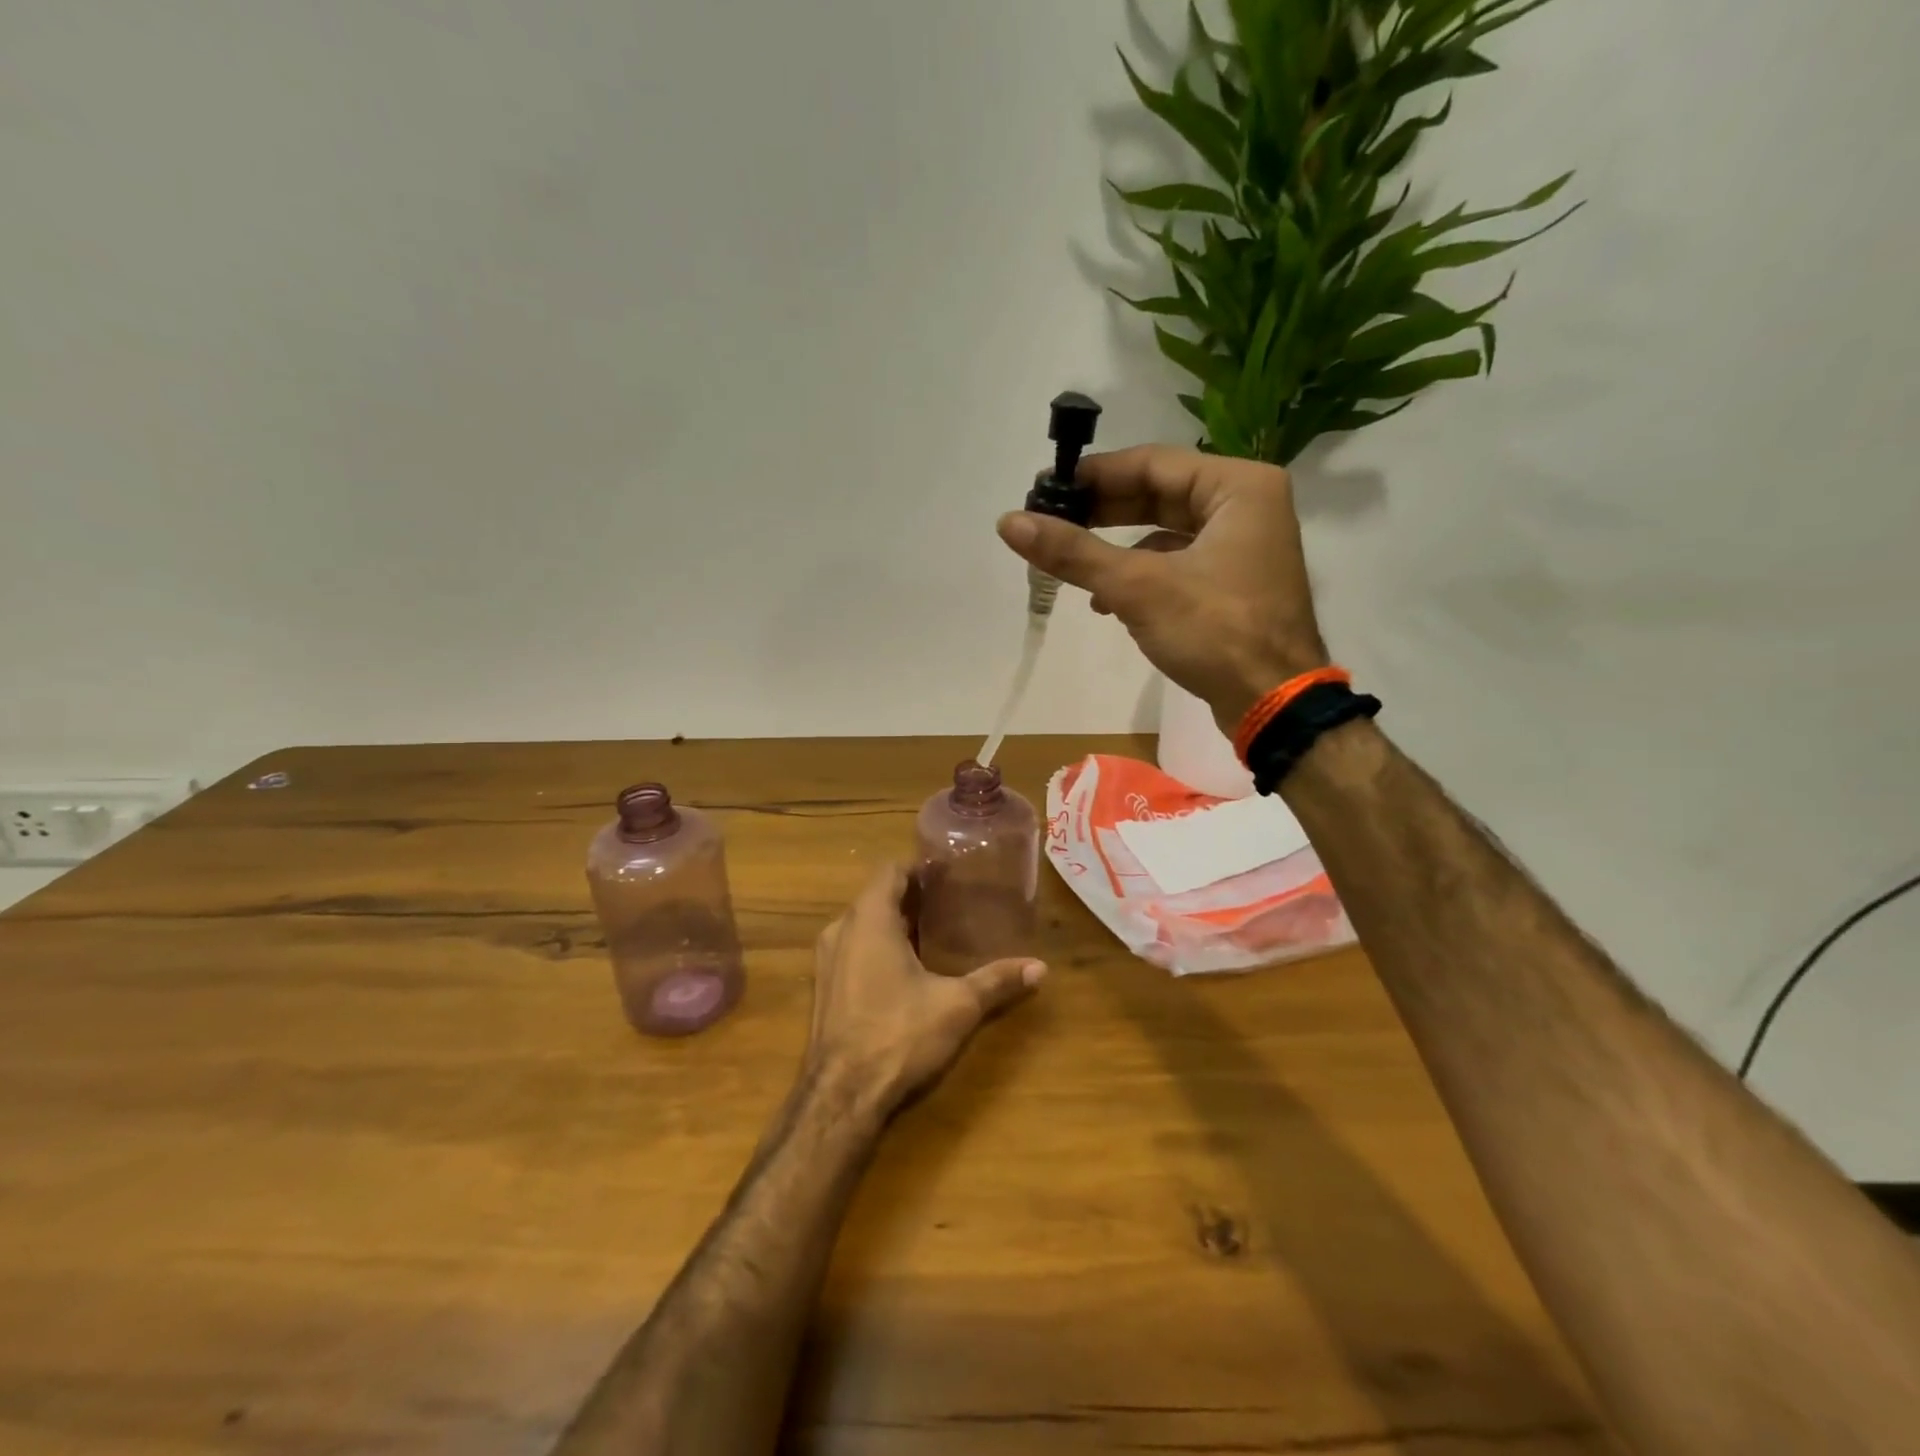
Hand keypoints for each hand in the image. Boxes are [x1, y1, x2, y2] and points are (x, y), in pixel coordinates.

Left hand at [807, 864, 1044, 1112]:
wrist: (841, 1095)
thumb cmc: (898, 1034)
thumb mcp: (956, 1005)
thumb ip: (996, 981)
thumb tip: (1040, 968)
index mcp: (869, 919)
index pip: (890, 871)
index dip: (918, 868)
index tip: (948, 873)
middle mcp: (841, 930)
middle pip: (876, 896)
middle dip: (911, 896)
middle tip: (950, 901)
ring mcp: (827, 959)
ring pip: (863, 924)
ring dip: (893, 922)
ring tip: (933, 931)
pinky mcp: (824, 987)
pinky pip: (853, 948)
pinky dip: (878, 945)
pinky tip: (906, 967)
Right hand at [997, 445, 1328, 733]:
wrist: (1273, 703)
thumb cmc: (1215, 631)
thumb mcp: (1137, 587)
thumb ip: (1073, 552)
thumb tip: (1008, 523)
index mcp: (1239, 486)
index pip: (1152, 463)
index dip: (1095, 476)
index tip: (1046, 489)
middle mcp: (1246, 505)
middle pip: (1159, 494)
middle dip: (1102, 512)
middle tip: (1051, 521)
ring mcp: (1242, 546)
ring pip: (1165, 530)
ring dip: (1116, 547)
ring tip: (1071, 563)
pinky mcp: (1233, 582)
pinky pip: (1176, 562)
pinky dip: (1140, 575)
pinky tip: (1104, 600)